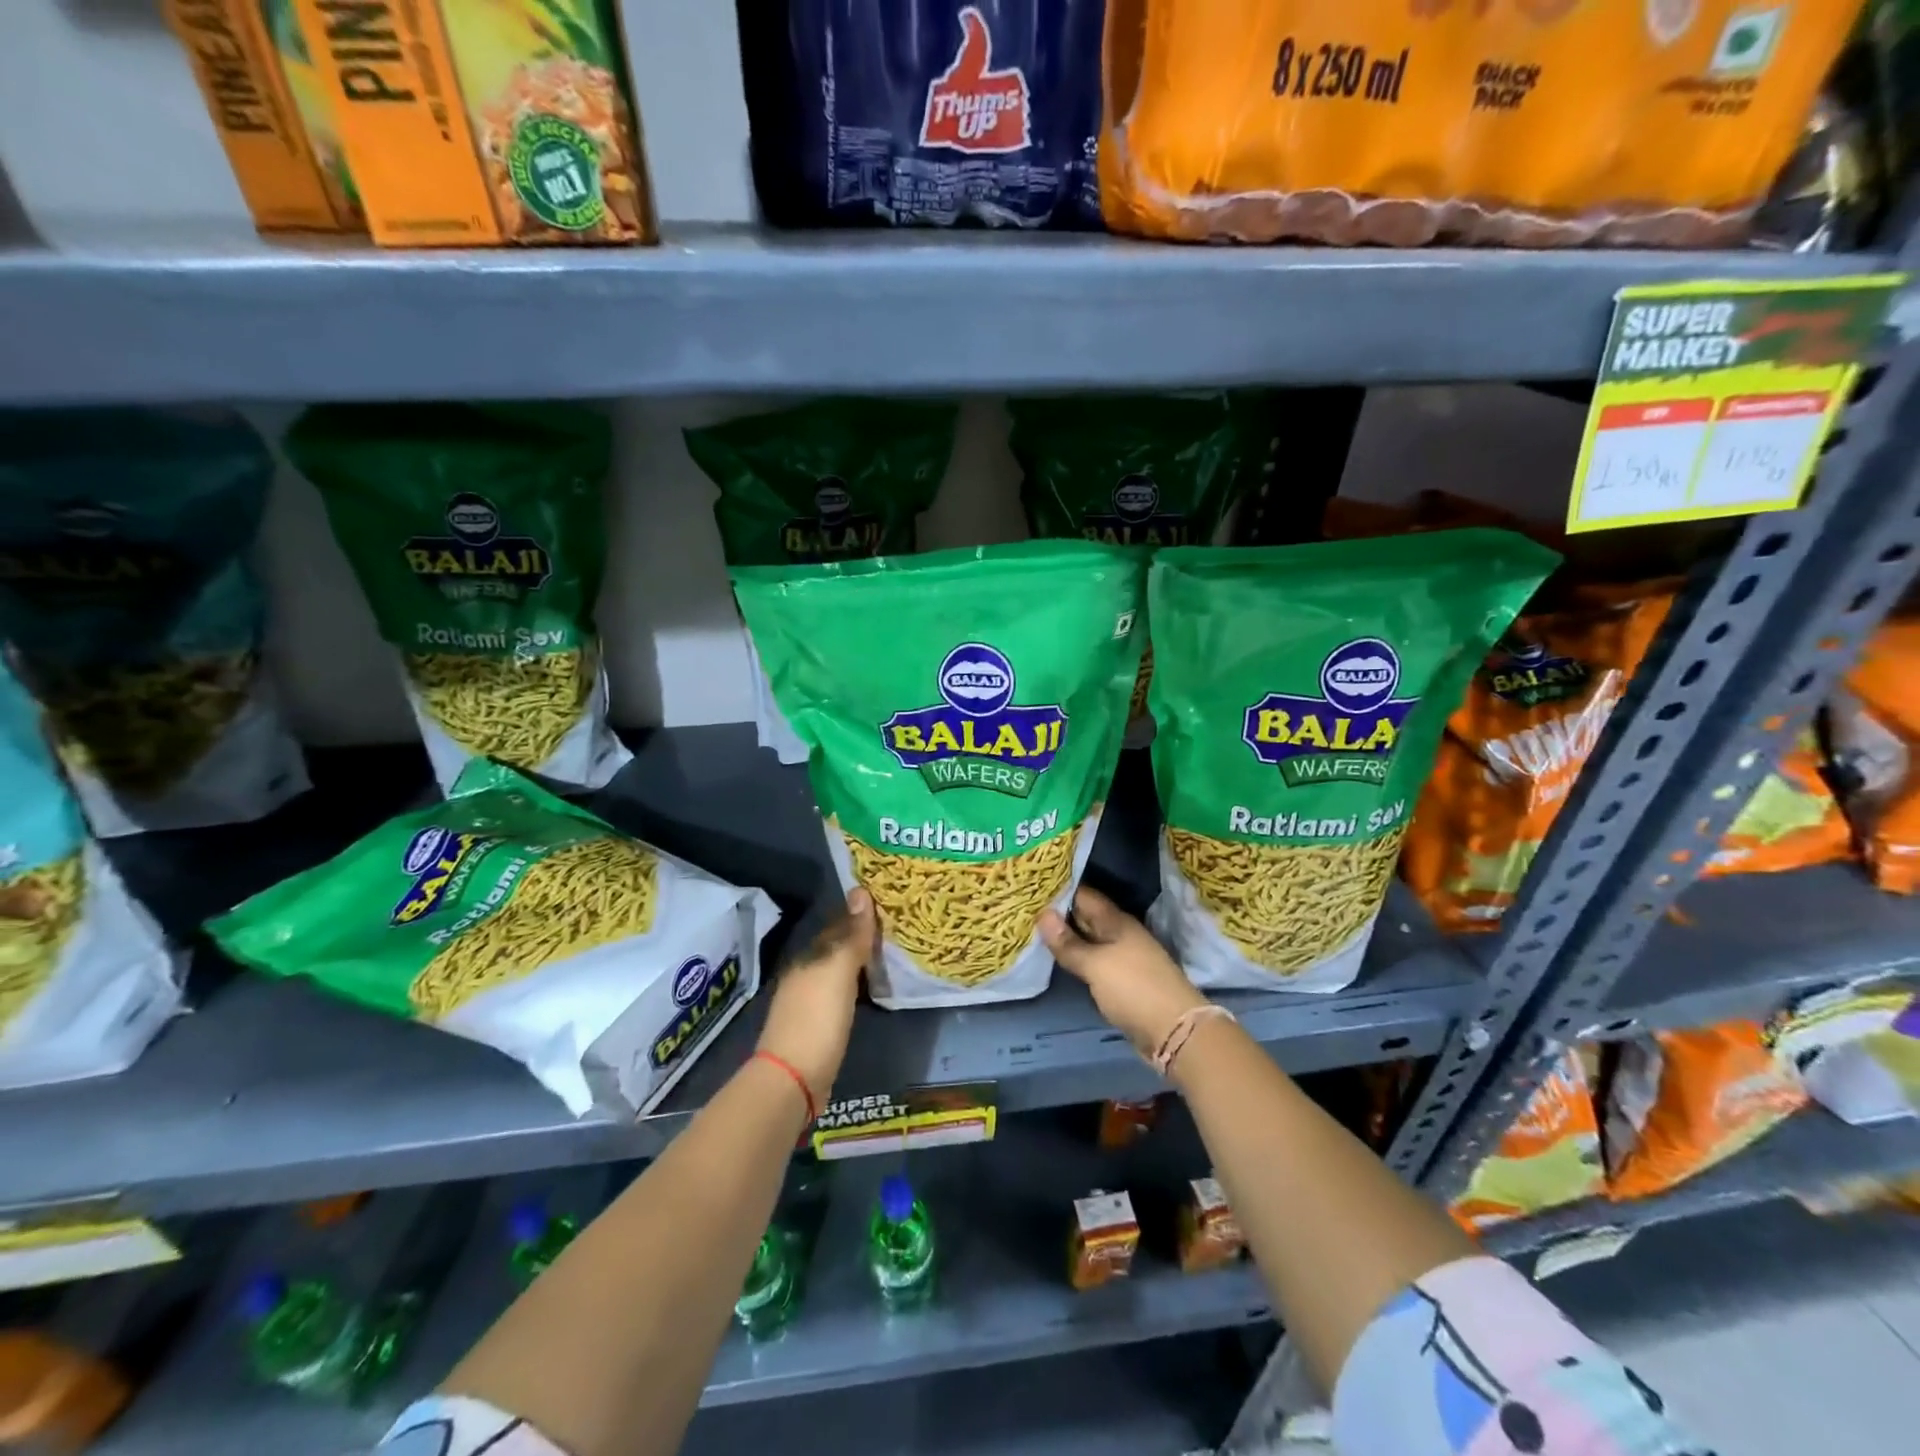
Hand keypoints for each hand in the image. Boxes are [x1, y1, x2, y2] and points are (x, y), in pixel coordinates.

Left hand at [756, 886, 875, 1108]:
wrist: (793, 1080)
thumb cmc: (817, 1019)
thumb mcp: (838, 972)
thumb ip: (851, 935)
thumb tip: (860, 891)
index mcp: (808, 958)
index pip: (837, 926)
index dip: (861, 915)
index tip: (889, 906)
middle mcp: (804, 975)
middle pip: (837, 949)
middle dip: (862, 938)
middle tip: (897, 930)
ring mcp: (808, 1003)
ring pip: (839, 972)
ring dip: (860, 964)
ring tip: (892, 957)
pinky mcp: (817, 1028)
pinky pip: (841, 996)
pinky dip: (857, 988)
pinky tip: (873, 991)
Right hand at [1039, 886, 1206, 1057]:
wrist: (1174, 1032)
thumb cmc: (1134, 988)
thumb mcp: (1096, 964)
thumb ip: (1068, 943)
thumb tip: (1042, 914)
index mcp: (1117, 922)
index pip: (1084, 895)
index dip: (1059, 890)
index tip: (1032, 887)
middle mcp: (1120, 934)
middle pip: (1086, 917)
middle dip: (1058, 913)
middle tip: (1025, 907)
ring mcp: (1122, 958)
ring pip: (1088, 941)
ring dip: (1065, 938)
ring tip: (1032, 930)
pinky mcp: (1122, 981)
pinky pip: (1092, 962)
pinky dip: (1075, 959)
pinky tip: (1056, 959)